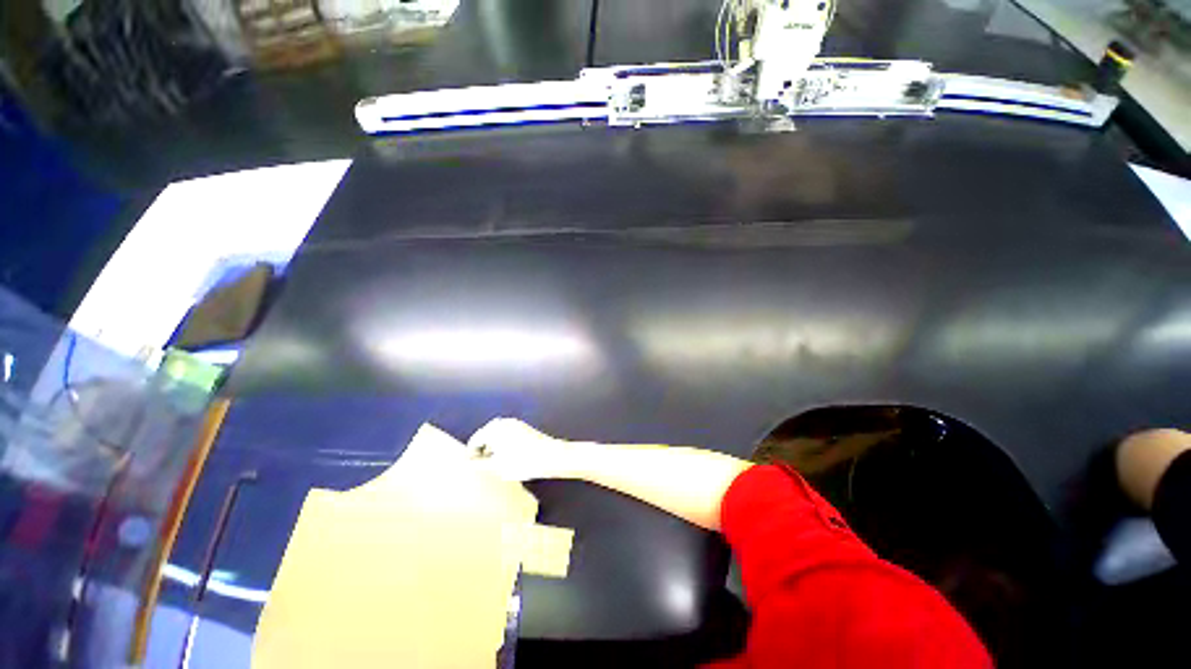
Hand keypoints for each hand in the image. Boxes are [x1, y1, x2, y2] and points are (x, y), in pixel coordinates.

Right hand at [468, 418, 575, 481]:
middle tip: (481, 466)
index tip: (469, 468)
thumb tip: (469, 463)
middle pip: (485, 436)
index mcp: (493, 429)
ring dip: (493, 447)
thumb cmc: (522, 462)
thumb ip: (479, 464)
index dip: (470, 455)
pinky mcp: (524, 428)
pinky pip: (507, 435)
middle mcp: (502, 422)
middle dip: (481, 450)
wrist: (550, 455)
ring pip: (497, 435)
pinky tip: (508, 457)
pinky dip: (503, 444)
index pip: (474, 441)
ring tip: (494, 463)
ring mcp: (515, 423)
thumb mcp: (497, 467)